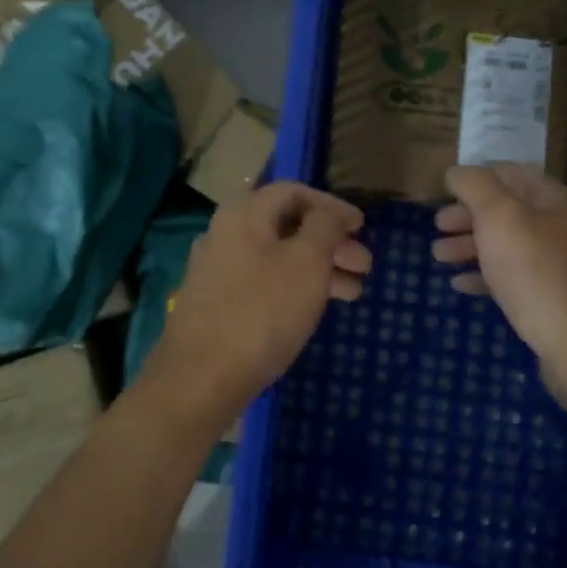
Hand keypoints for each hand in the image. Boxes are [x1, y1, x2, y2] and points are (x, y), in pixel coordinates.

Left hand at [143, 183, 371, 431]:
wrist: (201, 376)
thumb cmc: (262, 311)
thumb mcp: (307, 262)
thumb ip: (324, 227)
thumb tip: (330, 213)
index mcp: (243, 213)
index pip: (293, 191)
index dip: (332, 205)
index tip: (362, 226)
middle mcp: (224, 233)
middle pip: (285, 226)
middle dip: (330, 243)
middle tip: (364, 266)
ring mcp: (216, 270)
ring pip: (276, 257)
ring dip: (317, 269)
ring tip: (353, 294)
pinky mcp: (215, 303)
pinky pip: (262, 282)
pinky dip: (293, 287)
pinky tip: (314, 309)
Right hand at [431, 165, 566, 410]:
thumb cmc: (538, 274)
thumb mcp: (500, 218)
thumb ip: (475, 187)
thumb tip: (456, 172)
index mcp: (552, 200)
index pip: (510, 173)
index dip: (476, 177)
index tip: (443, 189)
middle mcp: (559, 226)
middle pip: (506, 210)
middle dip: (468, 215)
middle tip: (436, 226)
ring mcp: (558, 264)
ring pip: (506, 245)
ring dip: (469, 245)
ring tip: (438, 256)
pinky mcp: (551, 298)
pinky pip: (512, 277)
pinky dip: (484, 276)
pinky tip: (460, 285)